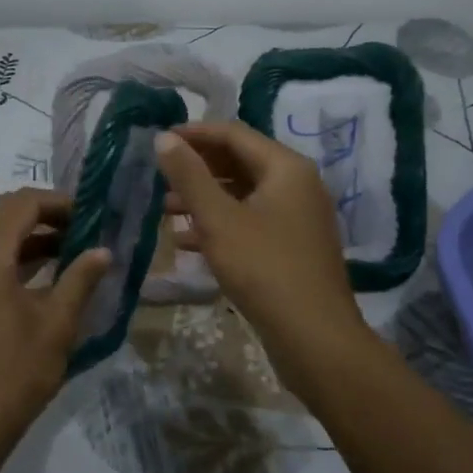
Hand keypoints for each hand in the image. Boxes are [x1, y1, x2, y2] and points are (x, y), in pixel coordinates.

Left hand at [0, 189, 110, 457]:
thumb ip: (80, 279)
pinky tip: (48, 269)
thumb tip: (103, 251)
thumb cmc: (16, 373)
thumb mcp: (57, 324)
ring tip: (74, 245)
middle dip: (45, 213)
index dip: (58, 201)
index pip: (22, 204)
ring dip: (32, 233)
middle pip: (5, 212)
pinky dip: (16, 253)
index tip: (92, 213)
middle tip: (84, 226)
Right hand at [154, 123, 371, 403]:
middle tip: (159, 177)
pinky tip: (187, 242)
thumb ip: (189, 176)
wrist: (315, 339)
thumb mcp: (218, 219)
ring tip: (165, 210)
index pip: (234, 134)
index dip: (194, 134)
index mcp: (286, 168)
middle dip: (197, 169)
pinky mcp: (292, 247)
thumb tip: (163, 139)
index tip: (158, 141)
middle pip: (239, 162)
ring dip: (204, 199)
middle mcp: (297, 185)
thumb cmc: (264, 269)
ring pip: (243, 195)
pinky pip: (251, 222)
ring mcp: (297, 217)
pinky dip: (220, 225)